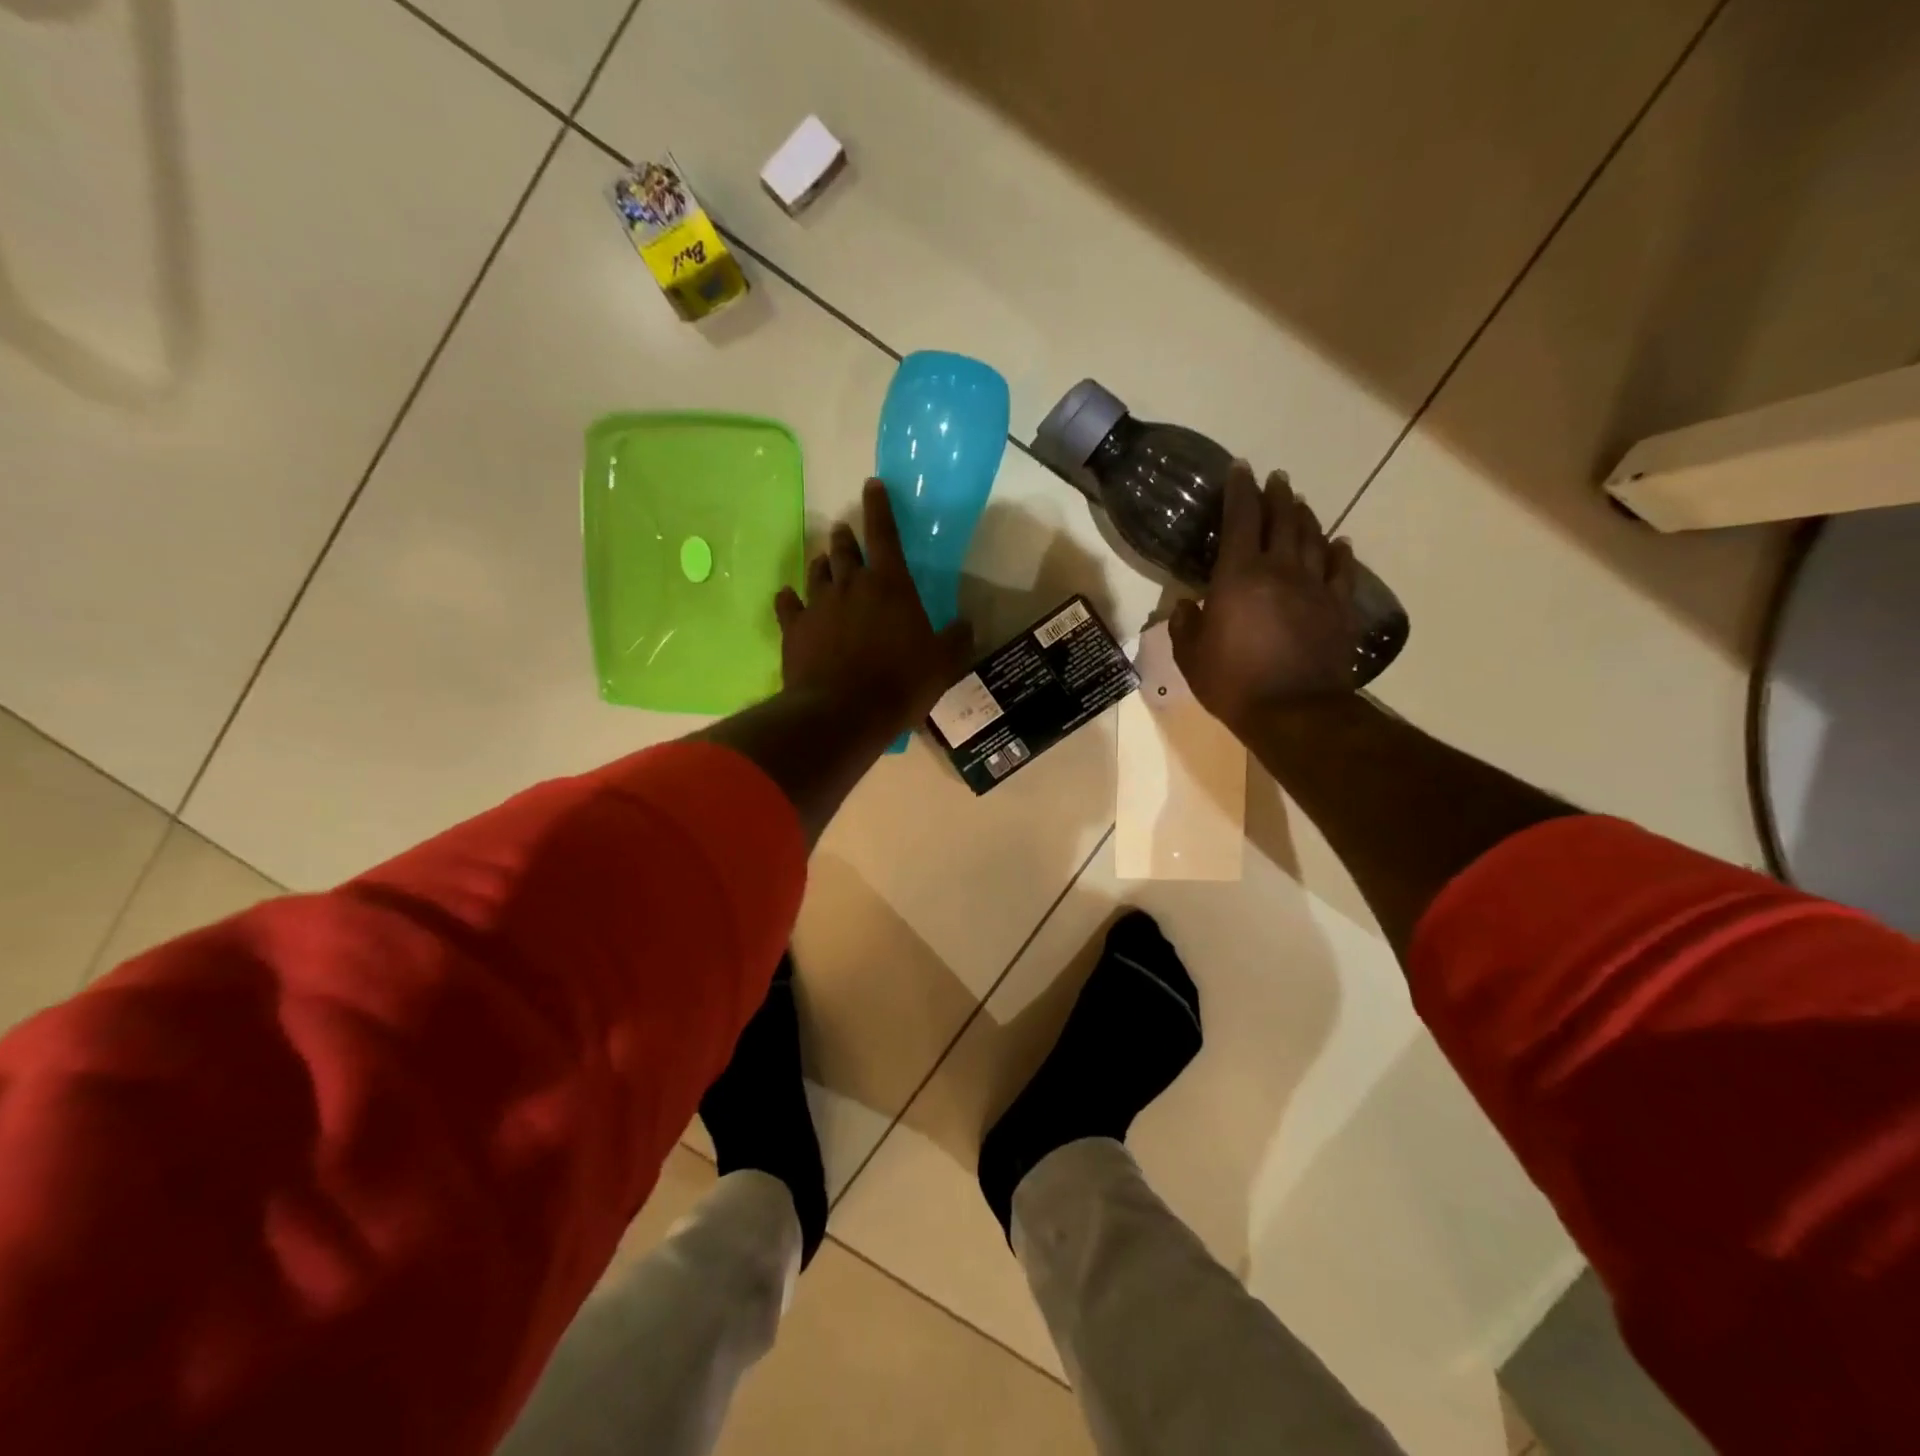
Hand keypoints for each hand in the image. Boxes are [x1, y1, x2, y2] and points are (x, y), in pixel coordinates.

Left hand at [775, 480, 975, 738]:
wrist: (844, 712)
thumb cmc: (900, 683)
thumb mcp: (943, 664)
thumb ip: (956, 639)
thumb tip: (967, 623)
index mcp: (891, 584)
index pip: (885, 533)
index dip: (880, 506)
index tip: (872, 484)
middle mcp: (851, 584)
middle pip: (845, 549)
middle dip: (847, 537)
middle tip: (846, 531)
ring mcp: (818, 604)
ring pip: (816, 571)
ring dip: (822, 564)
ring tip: (824, 563)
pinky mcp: (794, 628)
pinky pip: (787, 604)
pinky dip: (789, 598)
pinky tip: (788, 598)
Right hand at [1170, 463, 1360, 735]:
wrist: (1295, 711)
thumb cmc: (1233, 682)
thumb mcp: (1191, 657)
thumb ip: (1184, 625)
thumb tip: (1183, 605)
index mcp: (1238, 576)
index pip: (1241, 518)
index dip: (1239, 490)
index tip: (1240, 469)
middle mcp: (1280, 569)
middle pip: (1283, 519)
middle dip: (1277, 495)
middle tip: (1275, 478)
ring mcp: (1315, 586)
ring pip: (1313, 537)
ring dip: (1305, 516)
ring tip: (1300, 503)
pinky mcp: (1339, 607)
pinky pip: (1342, 570)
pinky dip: (1339, 552)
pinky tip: (1338, 542)